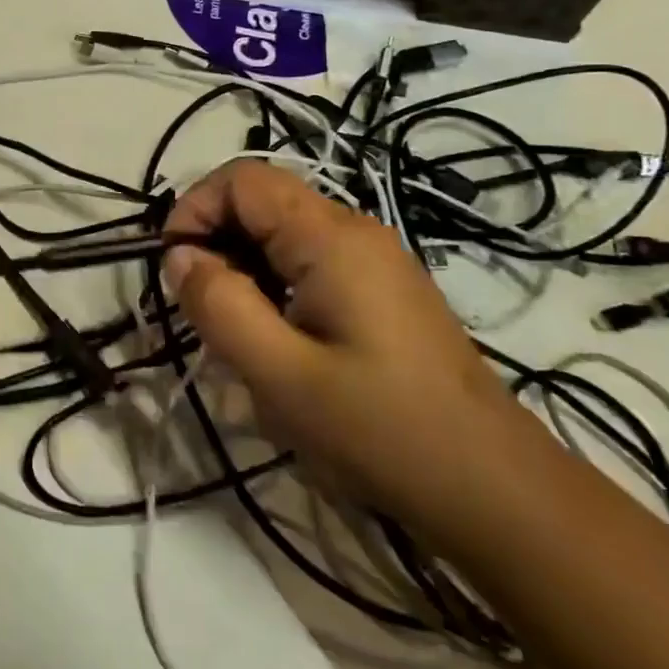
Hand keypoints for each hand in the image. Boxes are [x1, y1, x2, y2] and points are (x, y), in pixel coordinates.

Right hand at [163, 162, 539, 540]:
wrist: (495, 490)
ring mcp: (373, 259)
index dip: (194, 209)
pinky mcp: (380, 289)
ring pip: (281, 233)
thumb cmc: (381, 429)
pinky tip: (278, 342)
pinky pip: (307, 261)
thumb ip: (218, 304)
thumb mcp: (280, 373)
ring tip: (237, 332)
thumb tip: (178, 255)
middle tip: (202, 309)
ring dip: (242, 267)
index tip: (174, 268)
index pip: (240, 179)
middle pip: (261, 200)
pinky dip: (273, 284)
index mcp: (330, 236)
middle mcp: (354, 230)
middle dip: (215, 241)